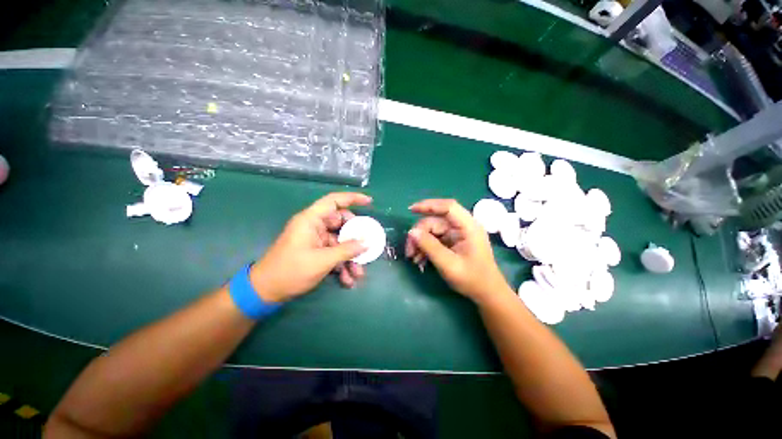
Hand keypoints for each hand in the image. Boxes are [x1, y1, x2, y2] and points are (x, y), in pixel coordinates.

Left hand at [249, 192, 371, 302]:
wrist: (266, 292)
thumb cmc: (291, 271)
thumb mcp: (322, 261)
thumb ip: (346, 250)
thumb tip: (366, 243)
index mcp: (311, 220)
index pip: (334, 201)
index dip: (352, 198)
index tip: (369, 202)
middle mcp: (314, 226)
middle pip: (341, 223)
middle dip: (355, 238)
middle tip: (366, 246)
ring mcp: (315, 240)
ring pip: (340, 242)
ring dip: (350, 257)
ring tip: (358, 273)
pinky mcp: (316, 251)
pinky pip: (334, 253)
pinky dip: (342, 264)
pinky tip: (347, 279)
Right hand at [405, 199, 510, 303]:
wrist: (487, 293)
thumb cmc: (472, 279)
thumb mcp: (449, 264)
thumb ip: (430, 247)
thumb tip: (412, 232)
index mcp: (468, 227)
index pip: (448, 207)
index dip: (429, 205)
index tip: (411, 210)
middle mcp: (462, 227)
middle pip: (435, 221)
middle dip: (420, 234)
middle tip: (409, 251)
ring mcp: (457, 234)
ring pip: (432, 230)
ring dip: (420, 243)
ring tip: (413, 258)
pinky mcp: (453, 241)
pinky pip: (435, 239)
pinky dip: (426, 247)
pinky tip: (420, 260)